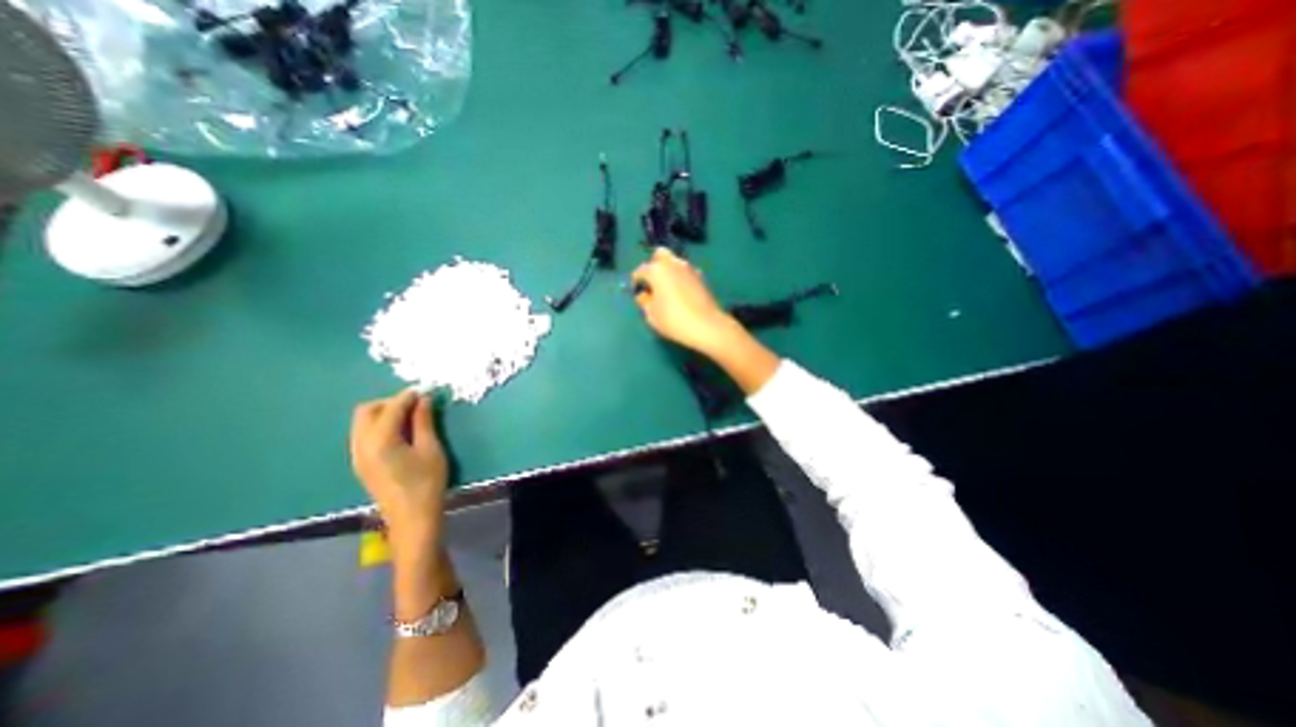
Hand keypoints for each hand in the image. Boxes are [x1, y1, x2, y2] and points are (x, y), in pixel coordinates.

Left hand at [349, 391, 452, 554]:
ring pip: (361, 422)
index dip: (408, 396)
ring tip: (409, 417)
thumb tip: (424, 399)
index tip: (426, 390)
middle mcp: (361, 445)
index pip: (391, 408)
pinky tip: (399, 433)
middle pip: (366, 411)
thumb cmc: (427, 482)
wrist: (412, 518)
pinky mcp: (360, 464)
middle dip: (390, 402)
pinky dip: (378, 426)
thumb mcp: (431, 449)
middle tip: (416, 404)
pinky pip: (363, 434)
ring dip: (383, 413)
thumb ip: (424, 422)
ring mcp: (357, 455)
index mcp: (380, 440)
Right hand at [635, 246, 744, 353]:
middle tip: (653, 283)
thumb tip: (644, 295)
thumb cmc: (673, 320)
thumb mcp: (651, 315)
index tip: (637, 292)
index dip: (636, 281)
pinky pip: (685, 272)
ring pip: (675, 262)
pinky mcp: (701, 277)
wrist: (706, 326)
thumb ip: (644, 302)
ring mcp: (689, 269)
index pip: (640, 270)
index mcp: (657, 270)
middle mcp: (673, 264)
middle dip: (654, 265)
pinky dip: (680, 278)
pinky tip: (681, 294)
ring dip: (669, 271)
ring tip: (667, 290)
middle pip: (660, 255)